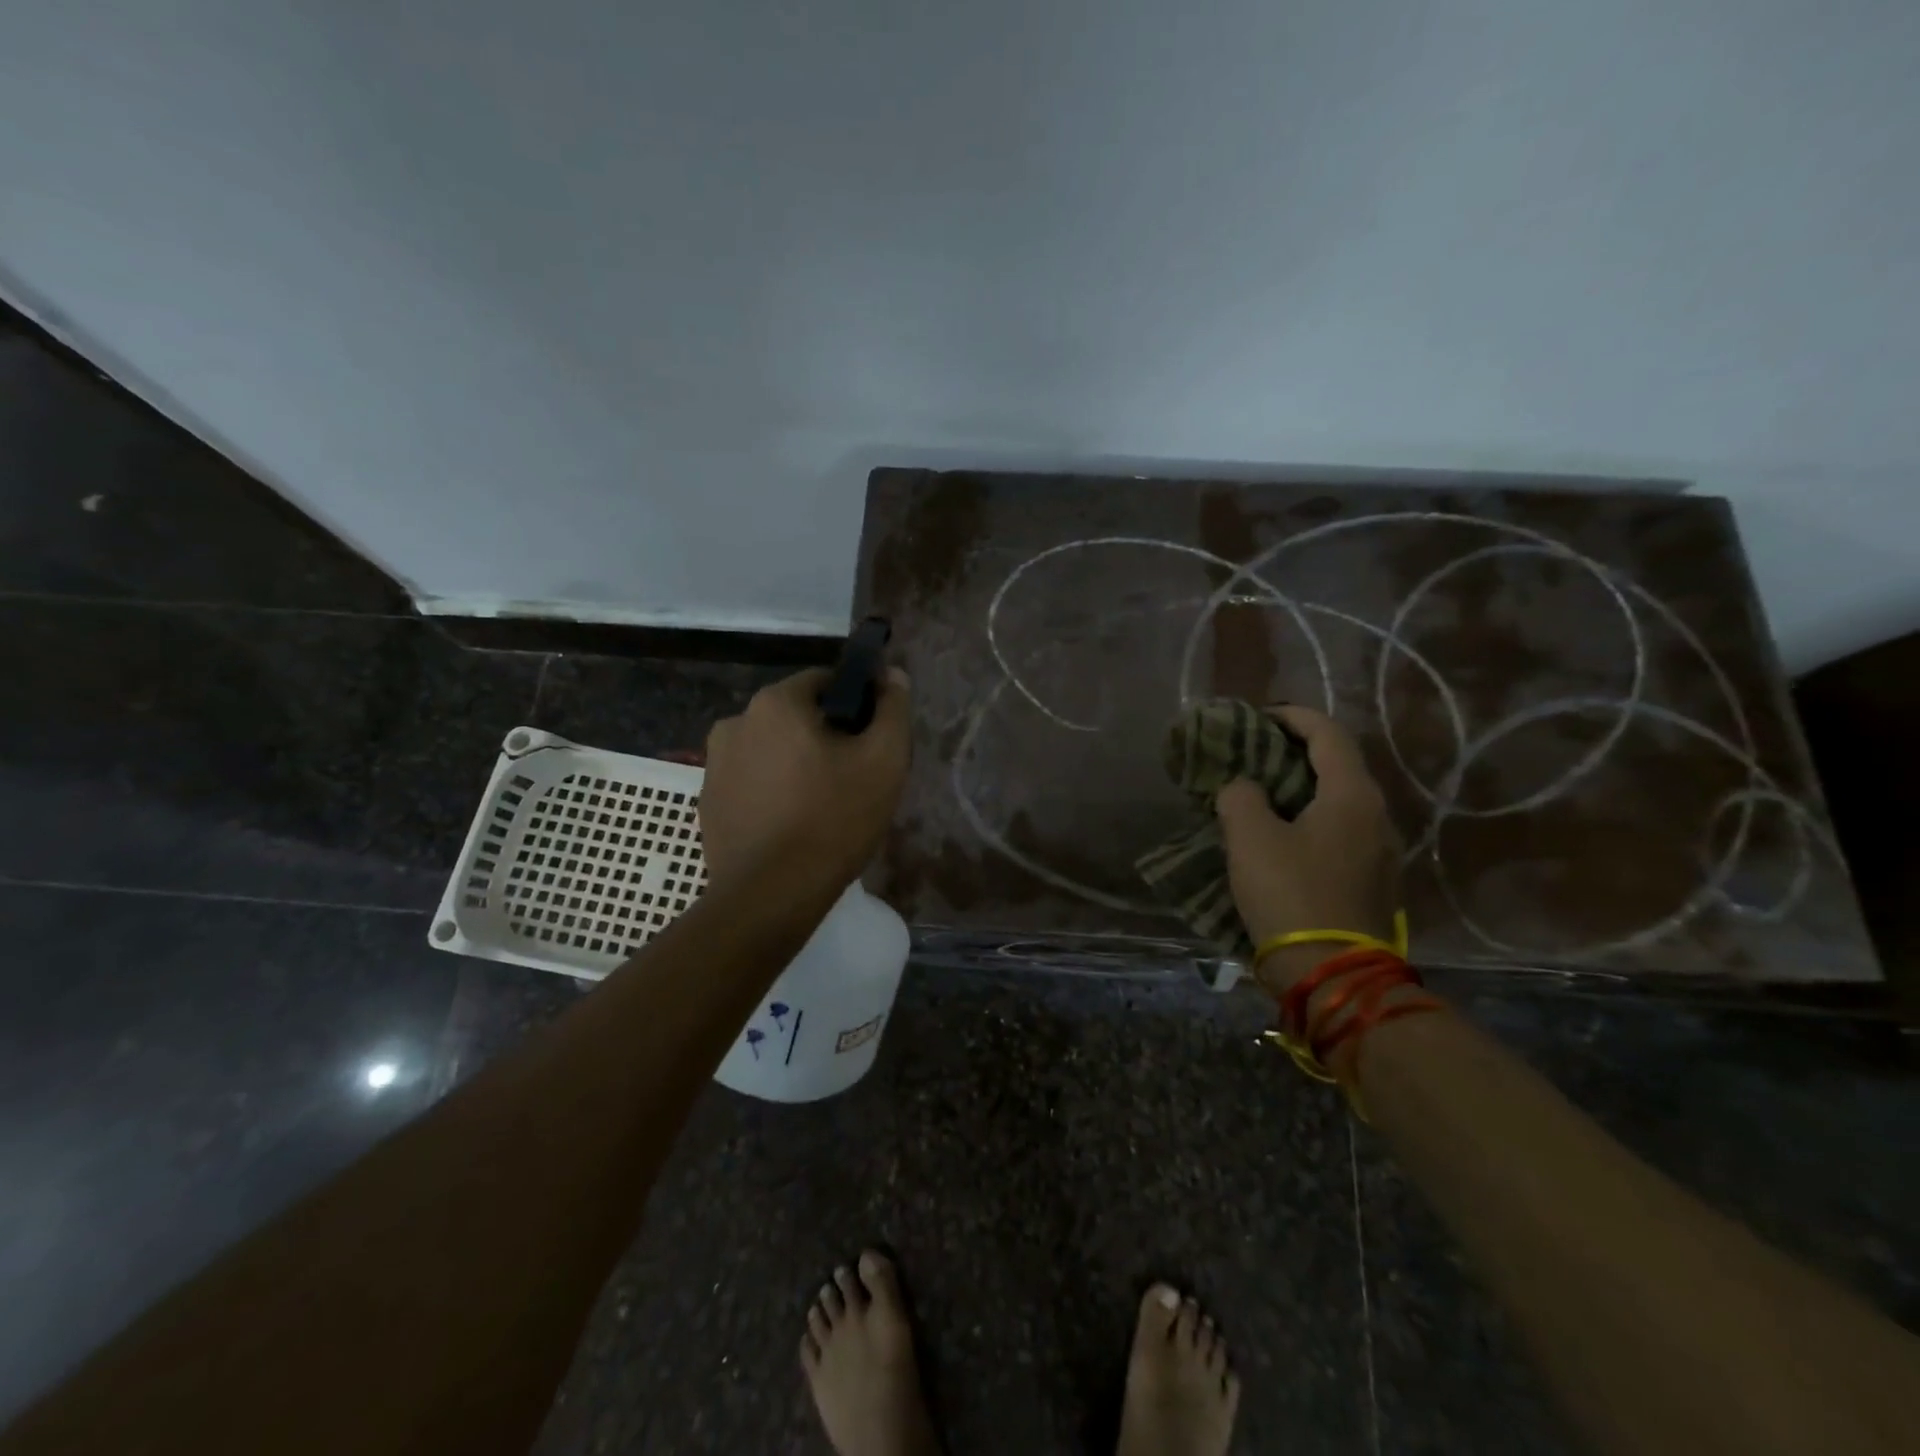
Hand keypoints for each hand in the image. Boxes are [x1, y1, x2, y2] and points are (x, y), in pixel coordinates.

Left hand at [699, 666, 912, 892]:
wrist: (770, 896)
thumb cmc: (833, 819)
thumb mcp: (884, 761)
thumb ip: (893, 710)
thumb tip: (893, 676)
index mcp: (775, 703)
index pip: (823, 682)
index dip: (855, 703)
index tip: (872, 738)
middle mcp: (735, 722)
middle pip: (794, 716)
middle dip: (825, 736)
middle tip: (853, 776)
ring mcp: (714, 764)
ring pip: (770, 750)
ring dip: (795, 763)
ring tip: (822, 804)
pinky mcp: (708, 802)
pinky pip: (751, 782)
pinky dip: (772, 791)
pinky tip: (792, 823)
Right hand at [1215, 706, 1401, 992]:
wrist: (1333, 976)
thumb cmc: (1290, 894)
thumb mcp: (1250, 837)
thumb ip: (1241, 796)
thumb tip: (1245, 788)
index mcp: (1352, 796)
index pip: (1329, 734)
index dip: (1293, 717)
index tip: (1260, 715)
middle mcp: (1377, 816)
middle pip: (1339, 765)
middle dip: (1297, 752)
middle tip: (1255, 752)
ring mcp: (1381, 852)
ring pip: (1340, 801)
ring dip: (1303, 788)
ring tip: (1263, 792)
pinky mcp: (1373, 881)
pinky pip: (1341, 832)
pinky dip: (1311, 818)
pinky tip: (1282, 835)